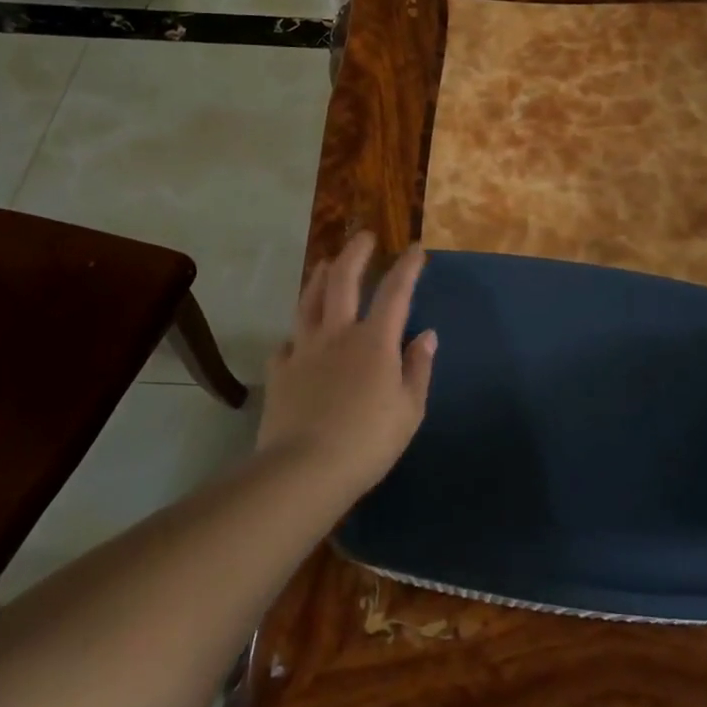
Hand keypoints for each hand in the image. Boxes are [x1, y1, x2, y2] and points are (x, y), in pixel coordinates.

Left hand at [257, 233, 436, 496]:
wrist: (304, 470)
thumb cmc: (368, 442)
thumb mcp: (409, 410)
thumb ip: (418, 368)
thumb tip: (426, 335)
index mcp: (374, 341)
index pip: (395, 292)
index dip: (407, 268)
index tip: (415, 249)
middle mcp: (338, 334)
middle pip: (344, 280)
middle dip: (356, 253)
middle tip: (364, 236)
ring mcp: (304, 350)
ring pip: (310, 301)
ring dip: (320, 278)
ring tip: (326, 263)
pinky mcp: (280, 372)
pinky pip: (286, 344)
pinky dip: (295, 336)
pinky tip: (296, 338)